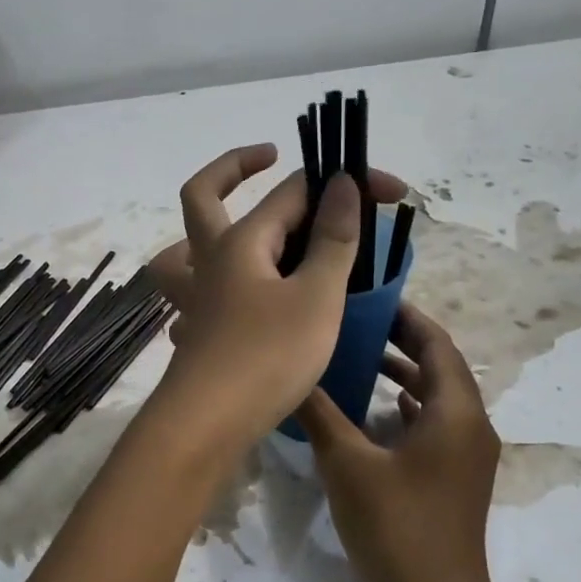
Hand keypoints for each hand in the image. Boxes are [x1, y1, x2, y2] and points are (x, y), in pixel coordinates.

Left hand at [146, 144, 404, 449]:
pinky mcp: (199, 329)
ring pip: (188, 245)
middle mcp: (210, 260)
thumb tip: (342, 183)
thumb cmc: (267, 356)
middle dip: (235, 166)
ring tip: (244, 225)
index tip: (392, 192)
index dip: (345, 182)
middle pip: (204, 196)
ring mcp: (198, 296)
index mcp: (241, 242)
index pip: (295, 191)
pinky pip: (199, 286)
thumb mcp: (316, 296)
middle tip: (267, 156)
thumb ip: (333, 240)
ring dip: (210, 224)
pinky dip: (217, 275)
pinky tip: (245, 293)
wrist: (209, 425)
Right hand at [293, 303, 503, 581]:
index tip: (371, 297)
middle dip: (402, 342)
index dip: (407, 317)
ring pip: (437, 398)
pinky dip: (407, 407)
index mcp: (455, 412)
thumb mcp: (348, 464)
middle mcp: (470, 426)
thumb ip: (320, 413)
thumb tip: (290, 372)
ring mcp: (466, 456)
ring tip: (359, 356)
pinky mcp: (455, 479)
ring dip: (403, 374)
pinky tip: (378, 408)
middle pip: (440, 368)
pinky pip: (434, 426)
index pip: (437, 344)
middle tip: (355, 322)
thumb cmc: (396, 527)